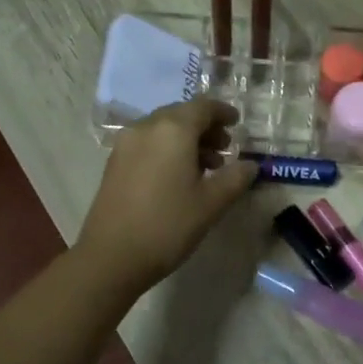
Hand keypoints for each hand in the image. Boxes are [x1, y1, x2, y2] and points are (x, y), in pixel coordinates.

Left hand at [76, 98, 257, 293]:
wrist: (111, 256)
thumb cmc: (168, 225)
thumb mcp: (211, 203)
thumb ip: (236, 178)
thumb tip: (251, 165)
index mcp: (173, 130)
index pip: (203, 107)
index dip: (223, 112)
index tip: (237, 123)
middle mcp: (146, 128)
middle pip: (181, 114)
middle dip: (205, 127)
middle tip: (225, 148)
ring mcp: (126, 144)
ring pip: (163, 129)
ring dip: (187, 139)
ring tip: (206, 166)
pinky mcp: (115, 162)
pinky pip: (148, 143)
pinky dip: (167, 149)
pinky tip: (178, 176)